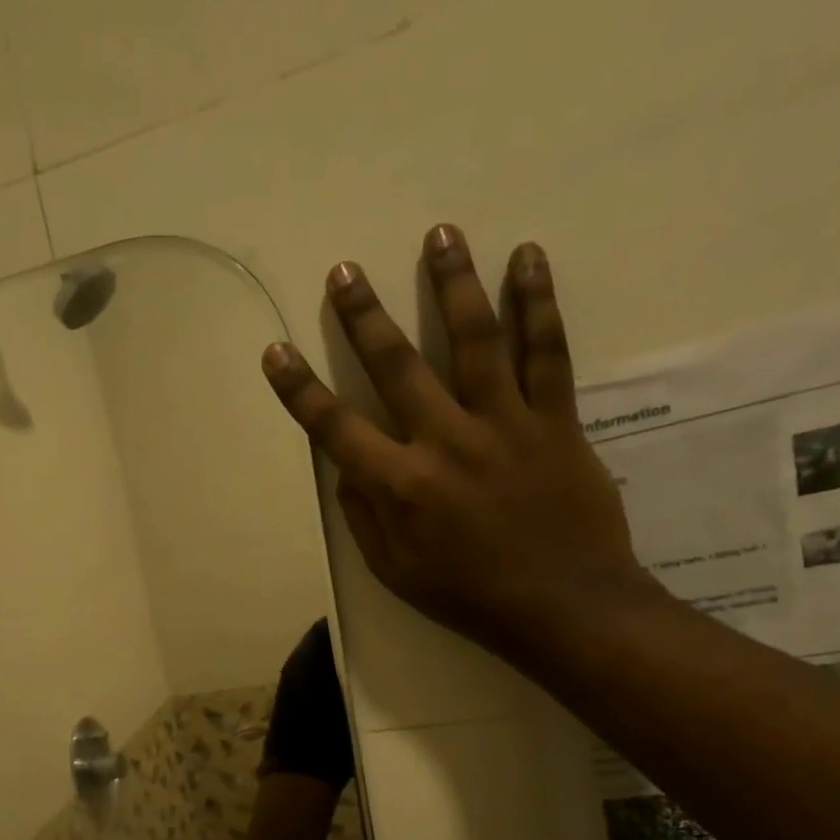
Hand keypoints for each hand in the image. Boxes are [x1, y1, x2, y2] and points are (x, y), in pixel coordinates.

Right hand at [261, 228, 651, 660]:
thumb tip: (347, 468)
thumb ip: (365, 517)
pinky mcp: (555, 420)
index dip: (300, 389)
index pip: (336, 427)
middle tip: (345, 270)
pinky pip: (546, 352)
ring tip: (439, 233)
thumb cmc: (469, 597)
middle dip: (364, 316)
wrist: (563, 607)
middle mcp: (445, 442)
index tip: (276, 351)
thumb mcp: (395, 572)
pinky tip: (527, 258)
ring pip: (475, 339)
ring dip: (452, 282)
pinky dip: (537, 303)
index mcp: (400, 486)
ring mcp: (504, 424)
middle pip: (397, 366)